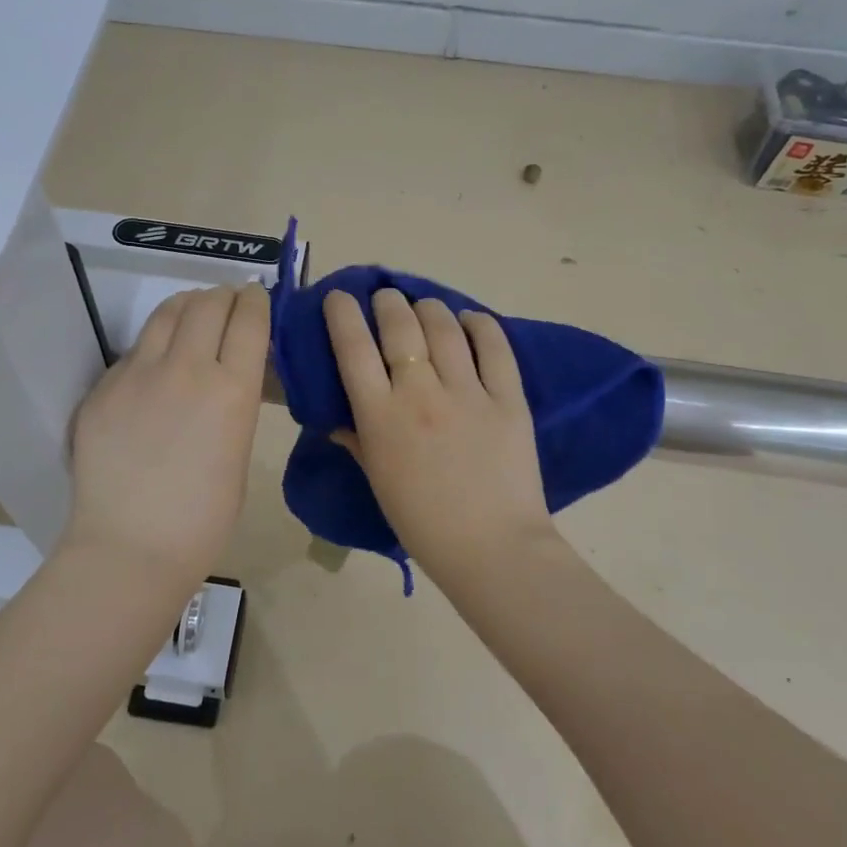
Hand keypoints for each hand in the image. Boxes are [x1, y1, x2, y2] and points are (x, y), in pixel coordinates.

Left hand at [62, 283, 269, 588]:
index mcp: (232, 390)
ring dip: (187, 305)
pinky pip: (134, 350)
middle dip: (224, 295)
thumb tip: (230, 376)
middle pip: (208, 303)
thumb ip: (234, 404)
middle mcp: (187, 368)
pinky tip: (155, 364)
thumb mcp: (239, 452)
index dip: (255, 300)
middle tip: (228, 301)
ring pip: (167, 313)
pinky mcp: (103, 386)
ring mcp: (138, 373)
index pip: (249, 319)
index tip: (255, 297)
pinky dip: (154, 344)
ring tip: (193, 312)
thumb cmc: (203, 518)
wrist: (131, 547)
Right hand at [323, 288, 555, 574]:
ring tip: (424, 306)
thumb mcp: (378, 480)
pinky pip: (494, 347)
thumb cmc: (423, 523)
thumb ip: (357, 440)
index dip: (342, 314)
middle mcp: (420, 394)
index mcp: (380, 417)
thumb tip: (338, 416)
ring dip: (429, 307)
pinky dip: (480, 325)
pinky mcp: (508, 398)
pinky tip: (471, 320)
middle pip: (399, 326)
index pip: (353, 348)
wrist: (492, 549)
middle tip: (386, 298)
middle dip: (388, 302)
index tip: (339, 297)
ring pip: (444, 327)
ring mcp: (467, 393)